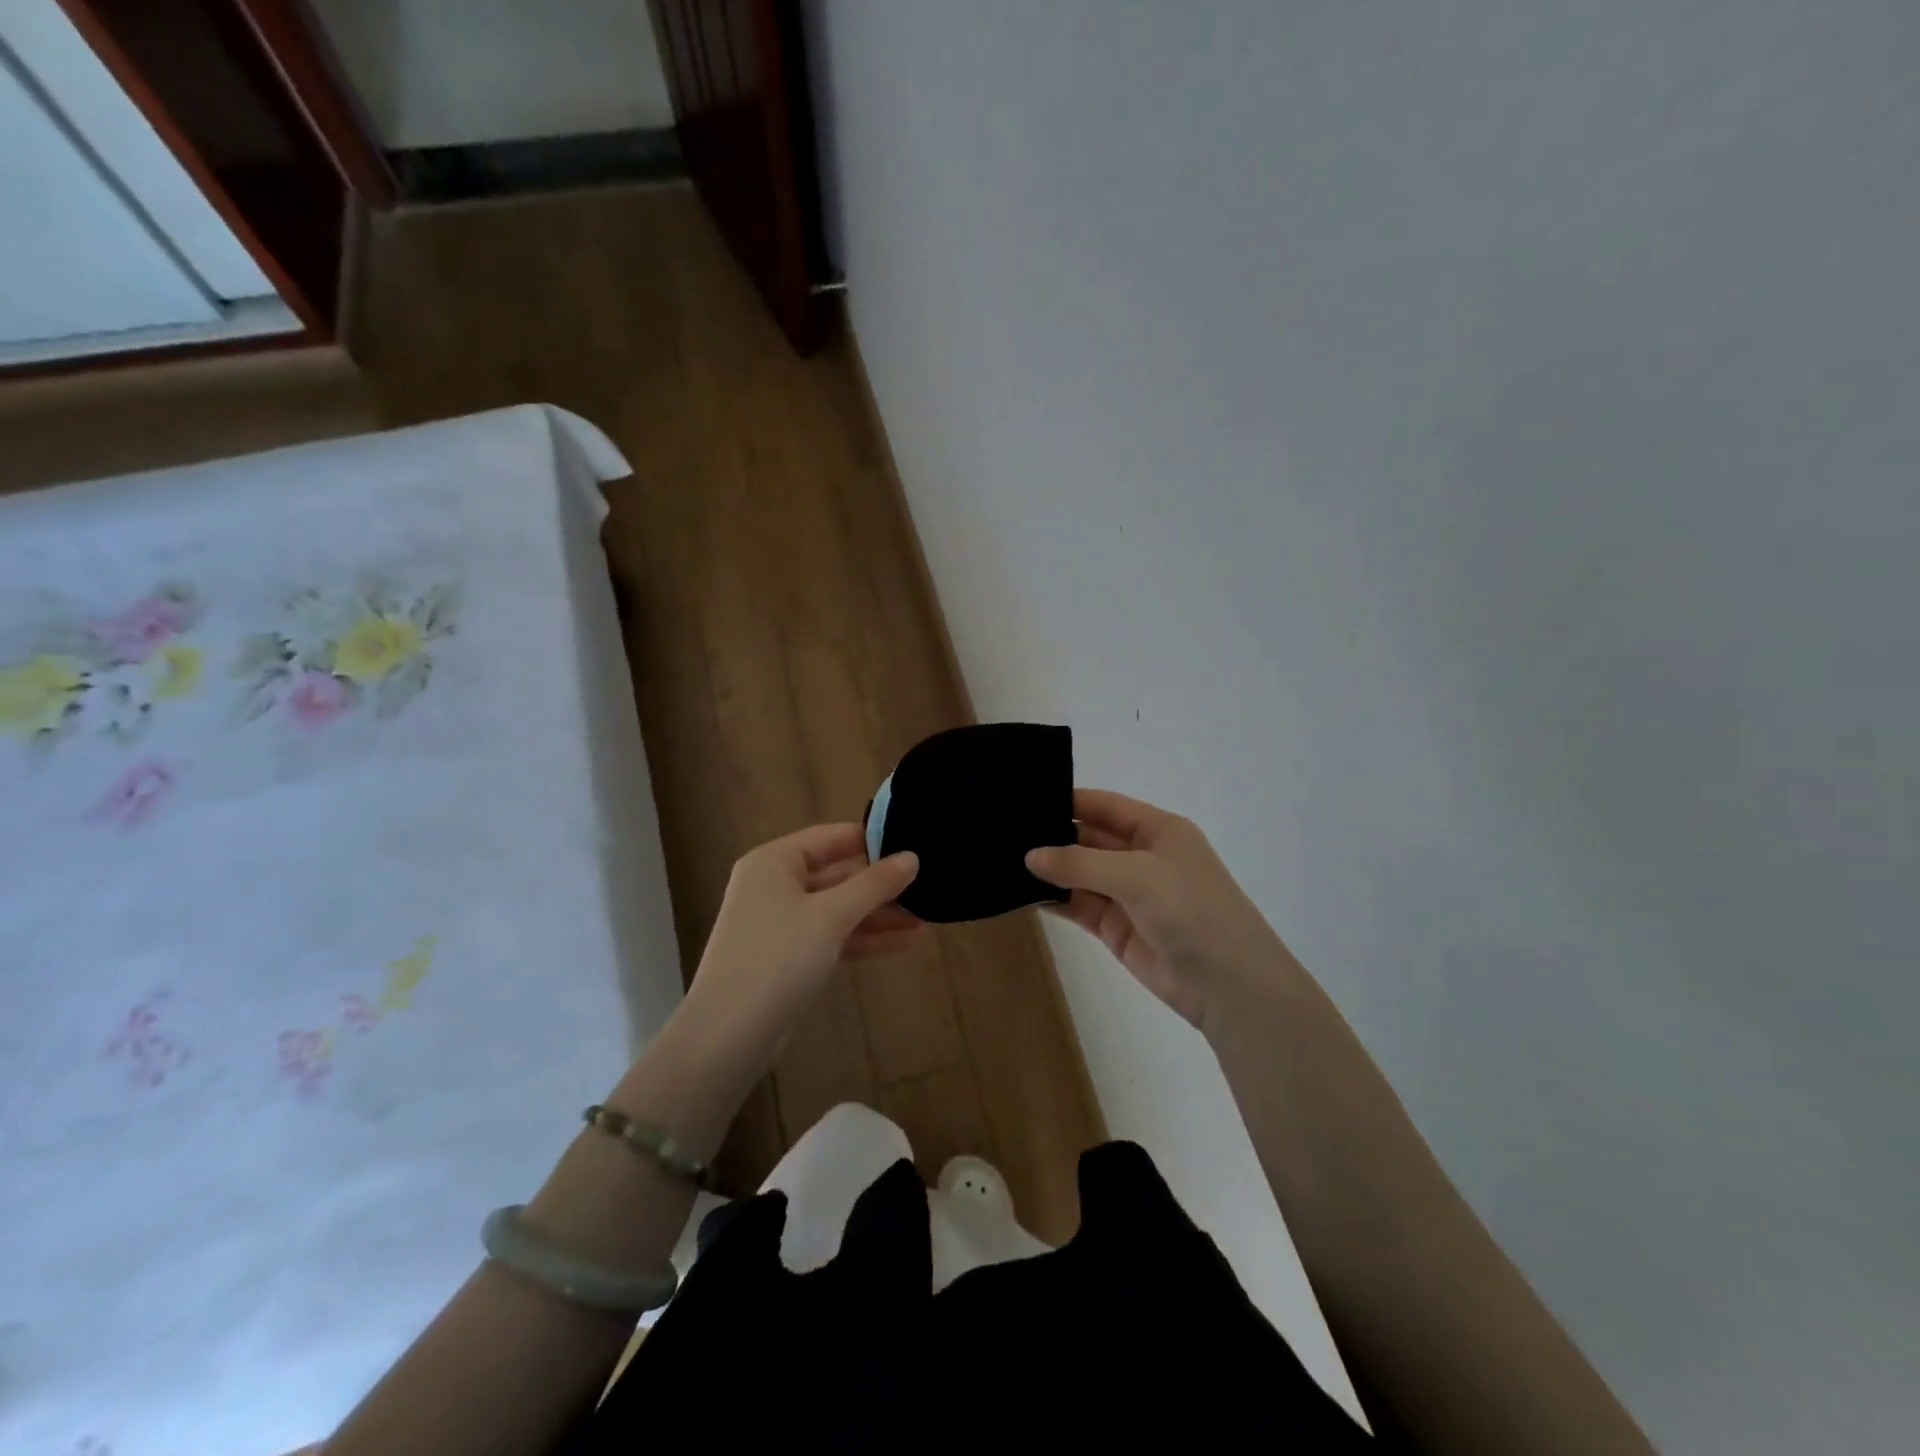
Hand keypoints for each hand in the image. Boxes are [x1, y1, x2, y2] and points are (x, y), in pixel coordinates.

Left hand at [684, 824, 921, 1043]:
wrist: (728, 1036)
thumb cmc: (777, 958)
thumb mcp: (831, 916)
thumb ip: (874, 884)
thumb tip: (913, 857)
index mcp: (775, 862)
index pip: (832, 837)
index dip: (873, 840)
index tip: (915, 844)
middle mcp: (775, 885)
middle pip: (837, 873)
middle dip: (880, 884)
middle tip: (927, 885)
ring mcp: (781, 923)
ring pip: (838, 908)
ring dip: (878, 914)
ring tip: (926, 918)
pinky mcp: (789, 957)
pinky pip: (833, 936)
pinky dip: (864, 938)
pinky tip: (905, 942)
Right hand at [1026, 789, 1294, 1032]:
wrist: (1228, 985)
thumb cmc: (1192, 911)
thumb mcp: (1137, 875)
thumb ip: (1080, 863)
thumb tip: (1030, 856)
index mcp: (1158, 830)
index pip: (1105, 805)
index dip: (1068, 800)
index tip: (1024, 797)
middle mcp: (1141, 856)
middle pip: (1088, 837)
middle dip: (1052, 835)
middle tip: (1002, 831)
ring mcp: (1127, 893)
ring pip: (1079, 873)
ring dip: (1049, 869)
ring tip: (1001, 859)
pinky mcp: (1115, 927)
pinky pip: (1077, 905)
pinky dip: (1052, 900)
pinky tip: (1020, 893)